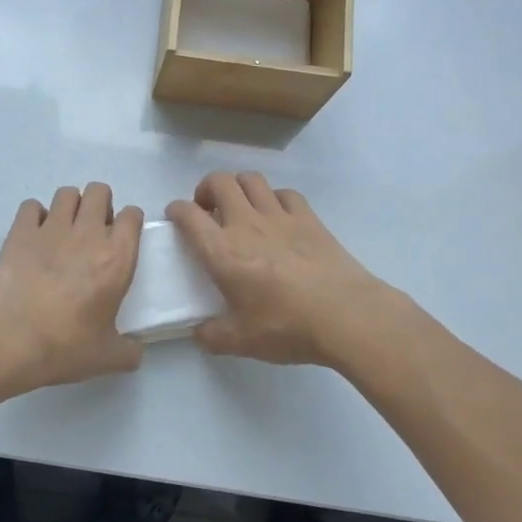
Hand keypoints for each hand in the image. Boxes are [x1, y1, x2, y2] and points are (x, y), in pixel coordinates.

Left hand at [0, 183, 144, 396]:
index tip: (122, 238)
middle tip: (93, 232)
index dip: (129, 223)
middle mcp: (88, 234)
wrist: (9, 341)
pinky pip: (31, 206)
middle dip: (100, 205)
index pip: (133, 216)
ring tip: (64, 231)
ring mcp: (51, 229)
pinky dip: (35, 216)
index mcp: (117, 258)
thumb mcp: (107, 358)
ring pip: (67, 193)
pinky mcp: (20, 232)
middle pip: (99, 191)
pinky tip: (33, 236)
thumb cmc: (64, 347)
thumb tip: (135, 351)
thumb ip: (128, 351)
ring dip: (70, 206)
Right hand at [167, 171, 395, 367]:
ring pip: (251, 179)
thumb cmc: (287, 327)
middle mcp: (246, 224)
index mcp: (222, 251)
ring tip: (240, 207)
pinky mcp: (309, 218)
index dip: (176, 210)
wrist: (346, 316)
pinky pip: (285, 193)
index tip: (175, 217)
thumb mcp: (241, 341)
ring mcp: (280, 216)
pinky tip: (277, 216)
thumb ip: (213, 335)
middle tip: (208, 210)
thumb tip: (199, 332)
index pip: (188, 215)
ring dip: (239, 187)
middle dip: (206, 189)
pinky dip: (274, 198)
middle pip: (219, 182)